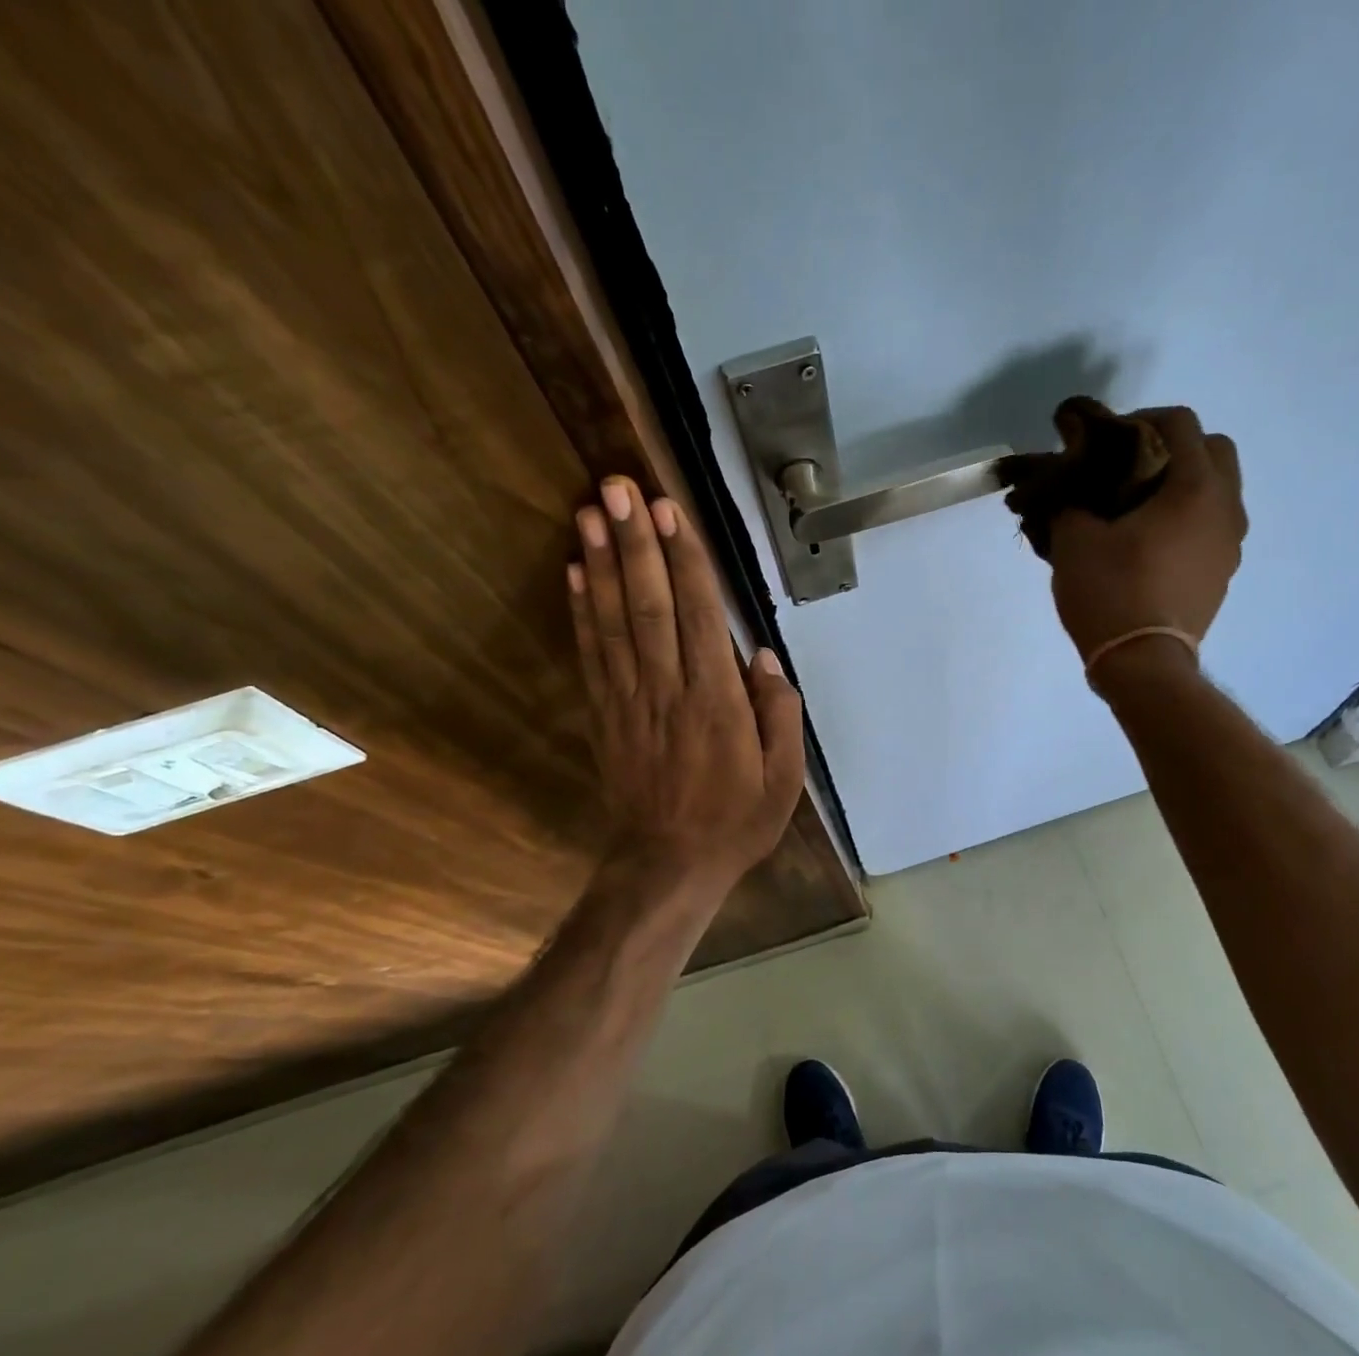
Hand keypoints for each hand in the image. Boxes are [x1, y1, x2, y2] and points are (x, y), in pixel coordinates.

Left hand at [569, 477, 803, 892]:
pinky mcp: (605, 714)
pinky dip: (581, 611)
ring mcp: (630, 701)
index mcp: (717, 703)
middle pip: (650, 606)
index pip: (700, 617)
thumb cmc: (735, 821)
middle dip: (635, 543)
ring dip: (602, 564)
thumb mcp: (784, 778)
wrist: (669, 865)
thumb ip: (779, 714)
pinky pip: (591, 655)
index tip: (670, 511)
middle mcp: (668, 691)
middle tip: (618, 487)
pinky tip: (575, 573)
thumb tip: (761, 657)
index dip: (684, 561)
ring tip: (589, 512)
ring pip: (614, 622)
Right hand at [1047, 405, 1246, 670]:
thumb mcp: (1074, 542)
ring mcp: (1230, 545)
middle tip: (1132, 468)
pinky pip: (1211, 529)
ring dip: (1184, 487)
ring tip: (1139, 509)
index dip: (1142, 418)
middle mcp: (1226, 508)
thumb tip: (1069, 490)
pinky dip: (1187, 522)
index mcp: (1195, 487)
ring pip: (1218, 493)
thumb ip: (1071, 503)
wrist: (1143, 664)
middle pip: (1215, 451)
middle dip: (1176, 448)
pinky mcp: (1222, 576)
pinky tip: (1150, 545)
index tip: (1109, 438)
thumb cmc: (1111, 593)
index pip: (1181, 423)